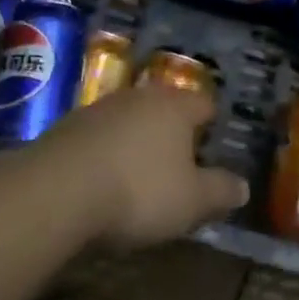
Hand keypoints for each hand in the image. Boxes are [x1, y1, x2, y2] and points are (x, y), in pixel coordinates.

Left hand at [36, 82, 249, 250]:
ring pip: (129, 120)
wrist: (55, 191)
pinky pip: (98, 137)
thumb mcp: (191, 202)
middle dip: (173, 132)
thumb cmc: (138, 191)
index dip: (212, 124)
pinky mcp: (66, 127)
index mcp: (175, 106)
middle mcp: (139, 97)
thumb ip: (220, 192)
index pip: (204, 104)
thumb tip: (242, 186)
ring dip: (136, 142)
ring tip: (139, 174)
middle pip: (165, 108)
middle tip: (179, 163)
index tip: (214, 146)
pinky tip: (102, 181)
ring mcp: (99, 109)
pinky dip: (106, 153)